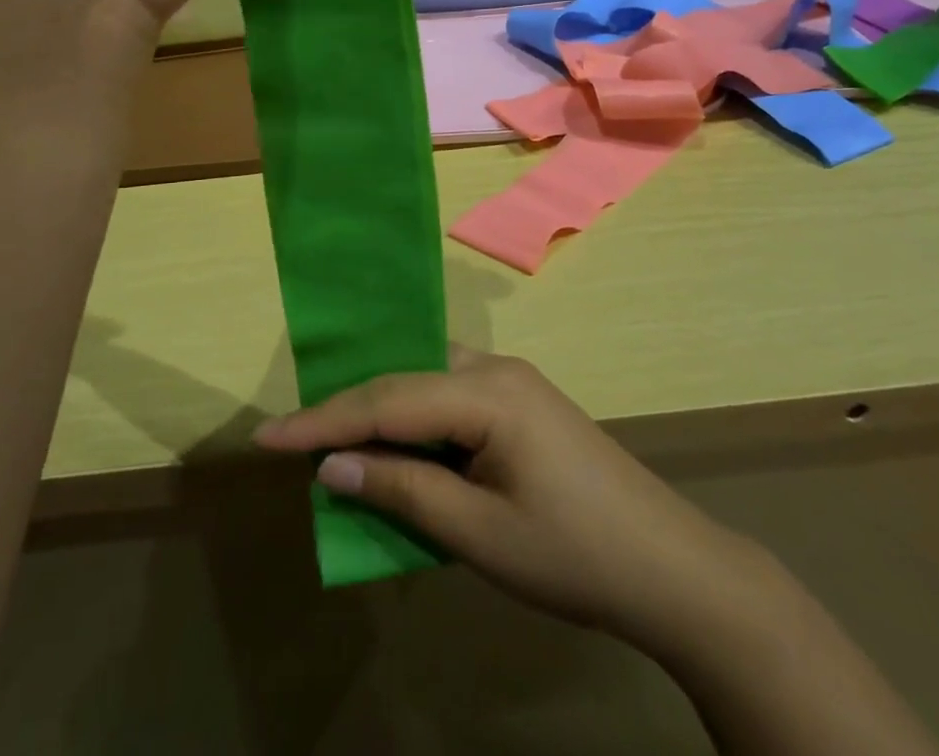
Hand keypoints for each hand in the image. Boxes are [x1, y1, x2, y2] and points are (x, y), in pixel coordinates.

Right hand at [254, 348, 723, 647]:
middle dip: (348, 408)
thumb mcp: (480, 532)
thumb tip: (333, 463)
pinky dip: (414, 417)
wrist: (672, 569)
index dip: (324, 420)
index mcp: (488, 391)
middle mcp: (496, 369)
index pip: (387, 398)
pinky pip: (450, 396)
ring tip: (333, 436)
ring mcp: (512, 382)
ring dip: (381, 409)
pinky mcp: (522, 403)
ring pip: (426, 382)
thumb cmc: (573, 554)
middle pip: (404, 379)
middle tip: (294, 437)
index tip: (266, 437)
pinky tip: (396, 439)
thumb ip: (403, 489)